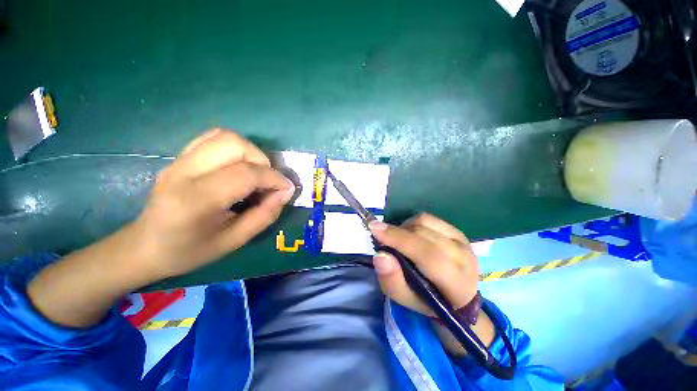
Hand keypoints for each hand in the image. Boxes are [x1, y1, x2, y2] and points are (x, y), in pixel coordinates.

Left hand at [132, 129, 294, 278]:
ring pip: (225, 137)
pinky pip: (212, 138)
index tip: (287, 189)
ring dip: (250, 153)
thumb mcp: (234, 241)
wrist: (145, 246)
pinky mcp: (179, 156)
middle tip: (267, 182)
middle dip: (262, 161)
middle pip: (235, 145)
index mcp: (196, 200)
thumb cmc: (190, 251)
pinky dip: (235, 148)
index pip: (245, 174)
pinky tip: (238, 166)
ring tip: (255, 174)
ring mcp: (179, 160)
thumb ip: (265, 215)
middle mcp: (184, 172)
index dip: (274, 178)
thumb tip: (285, 192)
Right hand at [368, 213, 479, 315]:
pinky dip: (412, 223)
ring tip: (398, 240)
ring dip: (404, 228)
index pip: (427, 255)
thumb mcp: (406, 300)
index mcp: (457, 283)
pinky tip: (409, 235)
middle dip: (396, 233)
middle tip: (381, 237)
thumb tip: (380, 255)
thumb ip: (392, 281)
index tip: (374, 229)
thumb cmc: (428, 301)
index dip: (399, 239)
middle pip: (423, 234)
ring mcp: (462, 241)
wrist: (456, 296)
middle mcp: (464, 257)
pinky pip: (428, 218)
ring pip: (424, 223)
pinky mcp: (456, 230)